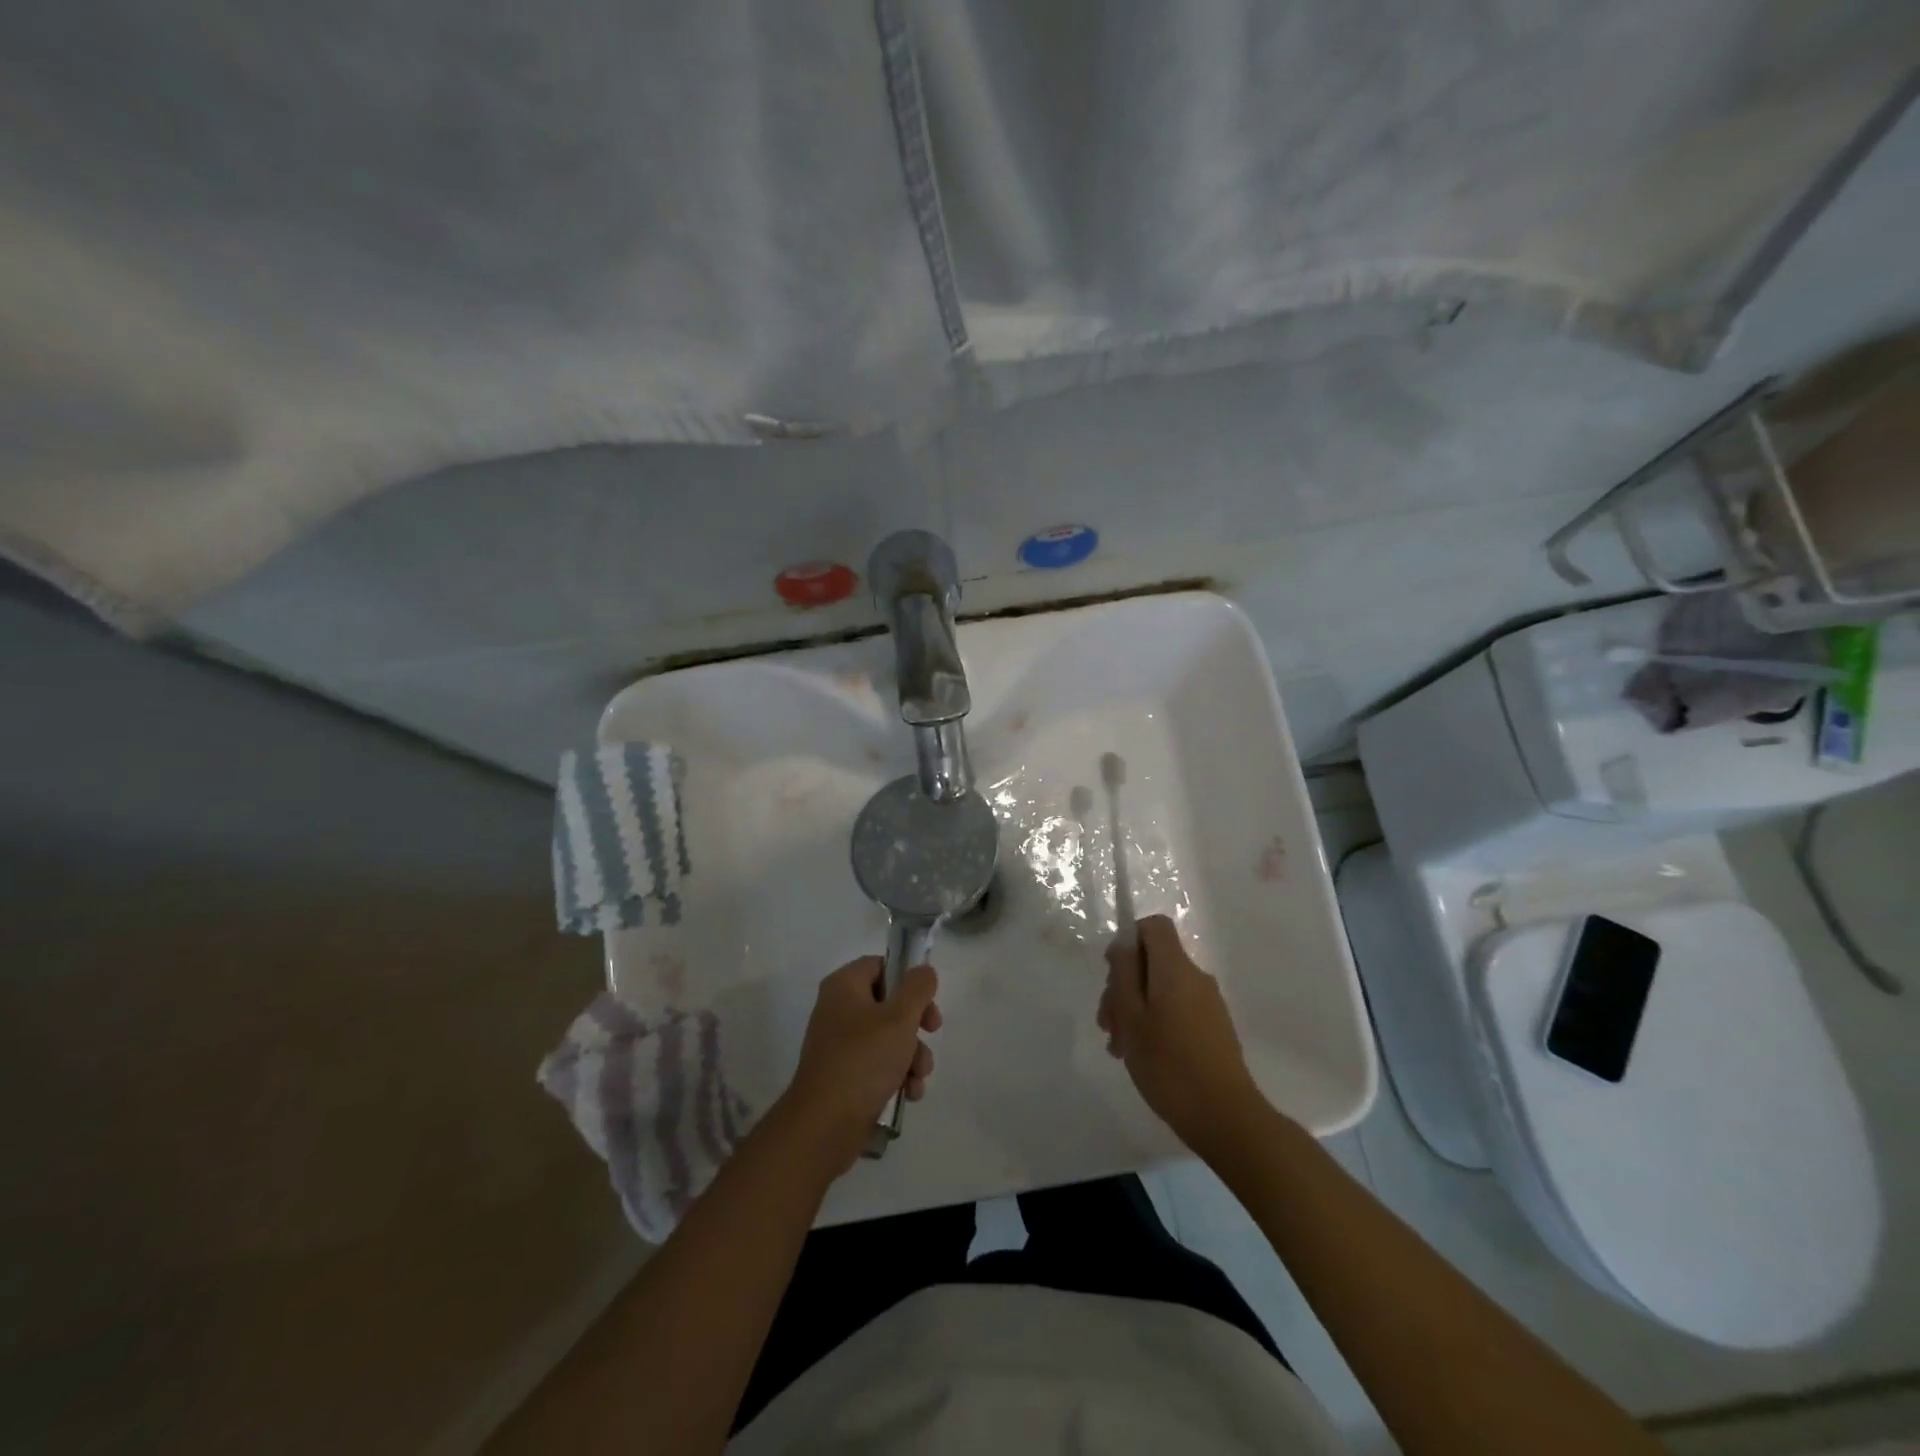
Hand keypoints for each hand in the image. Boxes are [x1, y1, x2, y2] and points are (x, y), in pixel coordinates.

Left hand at [778, 956, 941, 1172]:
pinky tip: (909, 1093)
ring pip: (888, 1037)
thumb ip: (917, 988)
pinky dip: (897, 1075)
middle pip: (889, 1003)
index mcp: (844, 986)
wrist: (824, 1126)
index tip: (928, 998)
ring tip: (918, 1076)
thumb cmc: (863, 1060)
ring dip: (912, 1055)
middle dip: (916, 1024)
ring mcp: (840, 1044)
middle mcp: (838, 1010)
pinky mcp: (845, 1076)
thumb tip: (923, 971)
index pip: (881, 965)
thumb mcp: (899, 1018)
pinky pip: (878, 1065)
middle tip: (932, 1031)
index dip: (908, 978)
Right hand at [1099, 915, 1262, 1151]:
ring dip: (1135, 1009)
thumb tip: (1124, 943)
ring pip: (1160, 989)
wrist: (1225, 1117)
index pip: (1154, 926)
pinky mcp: (1213, 1028)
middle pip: (1153, 960)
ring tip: (1119, 1047)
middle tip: (1107, 1024)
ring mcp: (1208, 1003)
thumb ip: (1124, 973)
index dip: (1129, 940)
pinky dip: (1154, 1022)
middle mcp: (1196, 977)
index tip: (1112, 974)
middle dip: (1124, 984)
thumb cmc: (1169, 1064)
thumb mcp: (1132, 1016)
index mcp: (1175, 968)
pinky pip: (1176, 1009)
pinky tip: (1140, 1054)